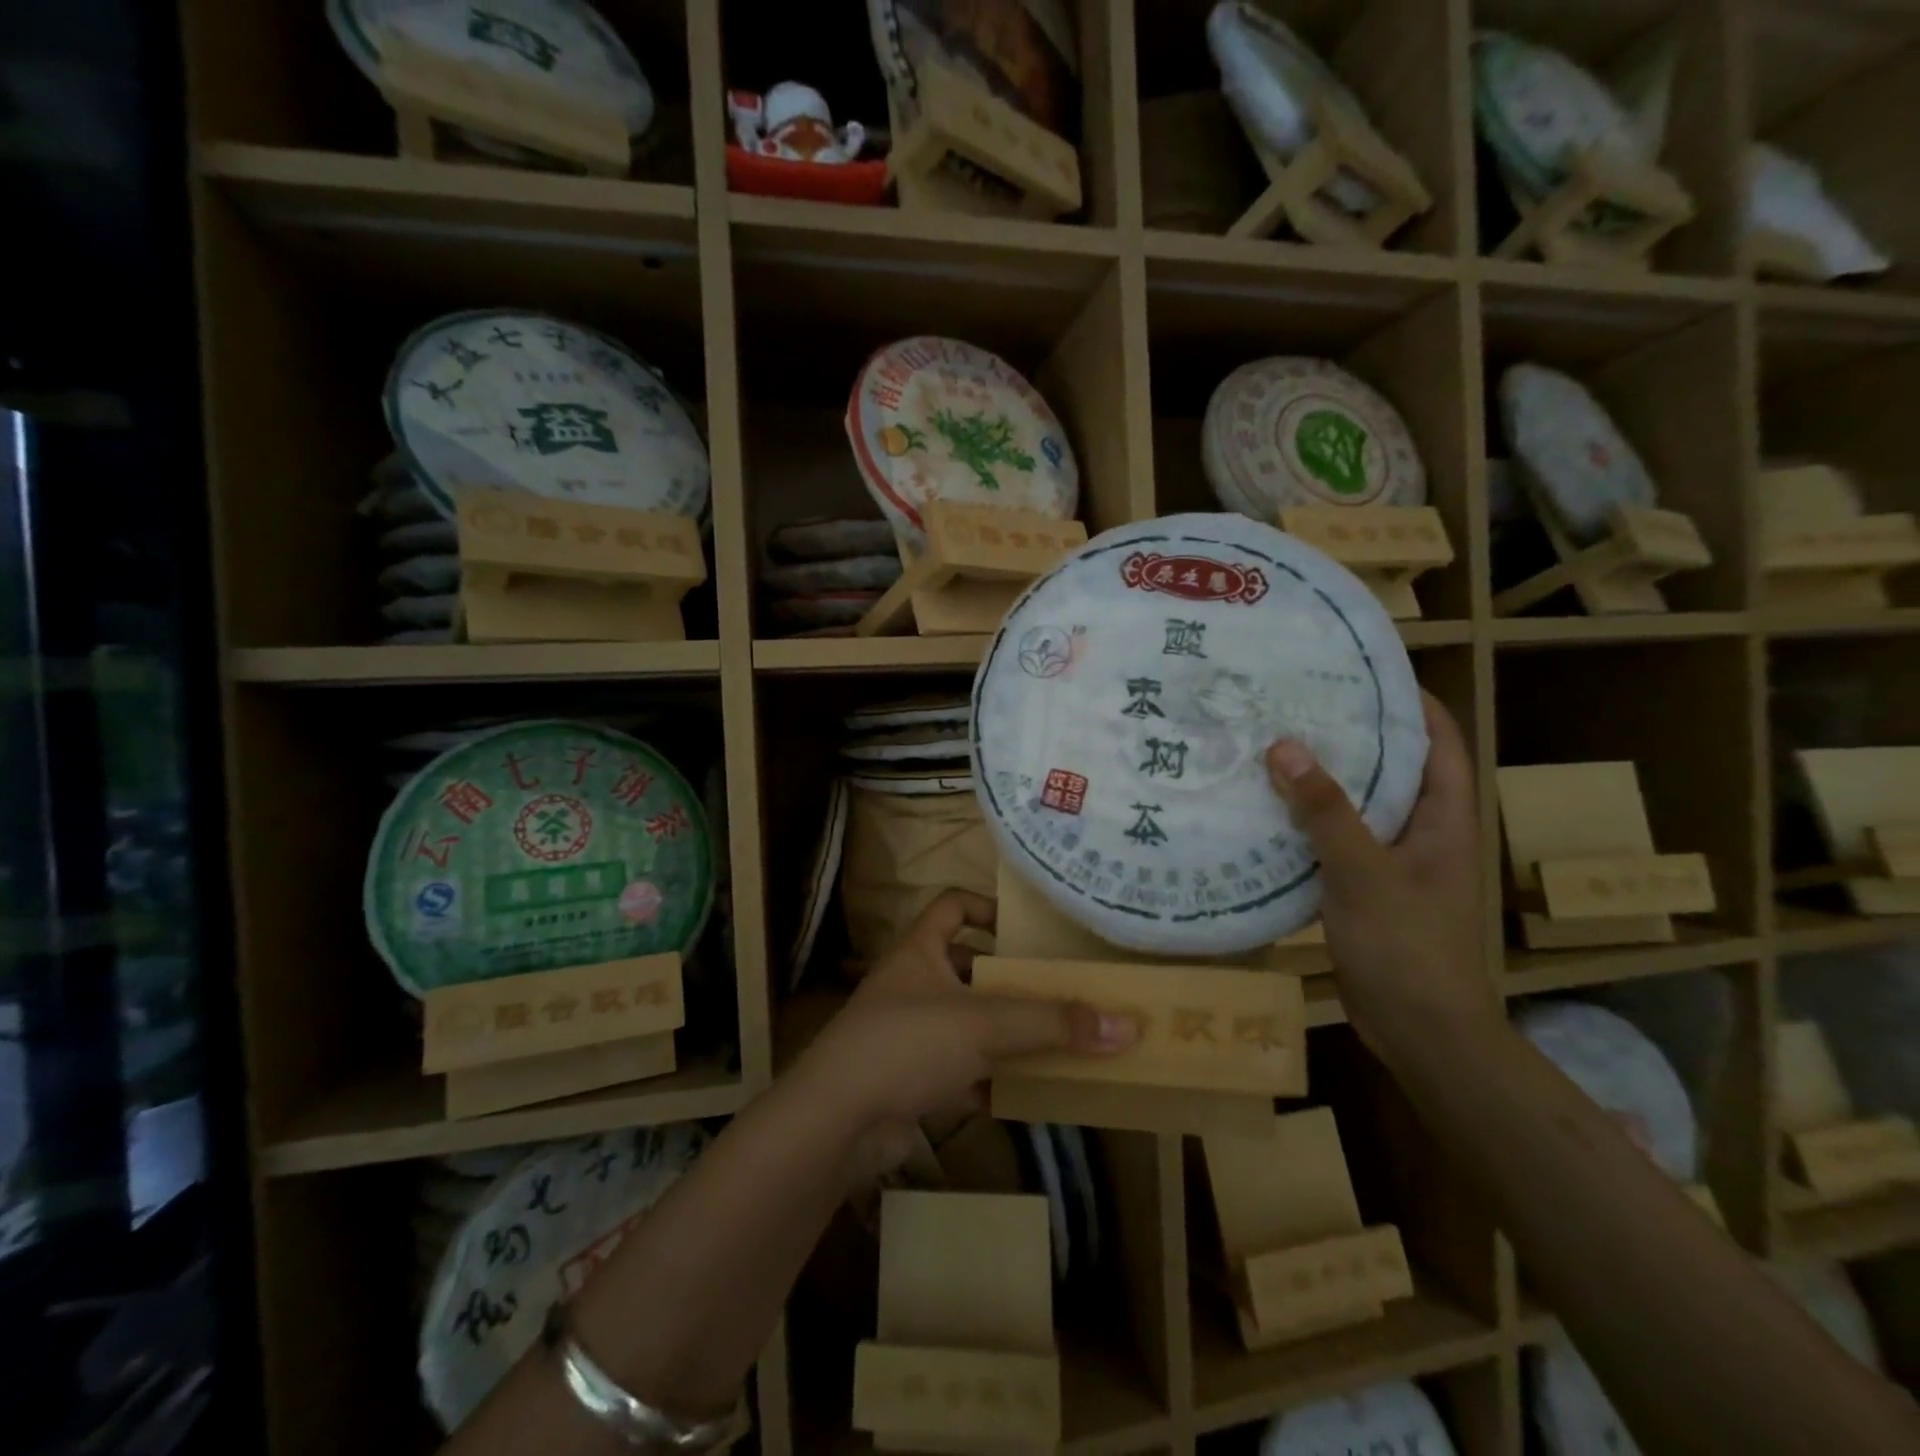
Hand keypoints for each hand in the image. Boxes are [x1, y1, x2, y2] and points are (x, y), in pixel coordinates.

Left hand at [793, 890, 1135, 1141]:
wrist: (837, 1121)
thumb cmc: (907, 1043)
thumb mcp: (984, 1025)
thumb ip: (1053, 1024)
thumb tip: (1127, 1025)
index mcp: (920, 950)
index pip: (952, 904)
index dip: (987, 907)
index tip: (1027, 930)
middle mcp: (912, 983)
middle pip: (966, 968)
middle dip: (1008, 981)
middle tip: (1056, 991)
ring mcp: (908, 1032)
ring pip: (966, 1022)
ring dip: (1003, 1033)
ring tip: (1054, 1041)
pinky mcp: (908, 1078)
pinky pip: (959, 1069)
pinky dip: (989, 1078)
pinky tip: (1026, 1092)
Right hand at [1265, 692, 1497, 1064]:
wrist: (1421, 1031)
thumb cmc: (1408, 947)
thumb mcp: (1364, 873)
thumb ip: (1326, 811)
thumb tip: (1284, 746)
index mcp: (1444, 819)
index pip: (1438, 741)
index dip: (1409, 702)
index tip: (1361, 672)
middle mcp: (1423, 832)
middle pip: (1392, 767)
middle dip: (1351, 734)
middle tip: (1297, 703)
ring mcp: (1394, 861)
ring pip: (1358, 804)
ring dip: (1323, 779)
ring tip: (1273, 745)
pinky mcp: (1365, 887)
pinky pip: (1336, 840)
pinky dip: (1307, 821)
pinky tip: (1266, 809)